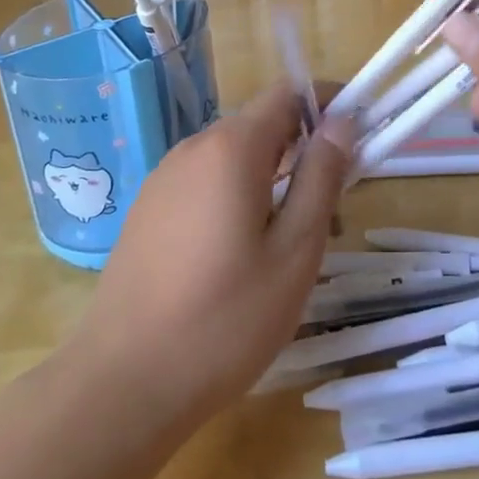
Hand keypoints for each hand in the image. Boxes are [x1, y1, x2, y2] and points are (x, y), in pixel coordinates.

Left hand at [68, 86, 355, 432]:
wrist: (121, 386)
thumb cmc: (224, 320)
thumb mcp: (294, 252)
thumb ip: (321, 177)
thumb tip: (342, 122)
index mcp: (232, 147)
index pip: (288, 93)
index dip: (326, 103)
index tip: (356, 135)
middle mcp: (194, 147)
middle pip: (261, 124)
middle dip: (302, 149)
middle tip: (330, 208)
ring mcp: (164, 177)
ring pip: (233, 156)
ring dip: (270, 176)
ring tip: (288, 240)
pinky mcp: (147, 208)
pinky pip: (204, 181)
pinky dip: (236, 194)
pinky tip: (239, 254)